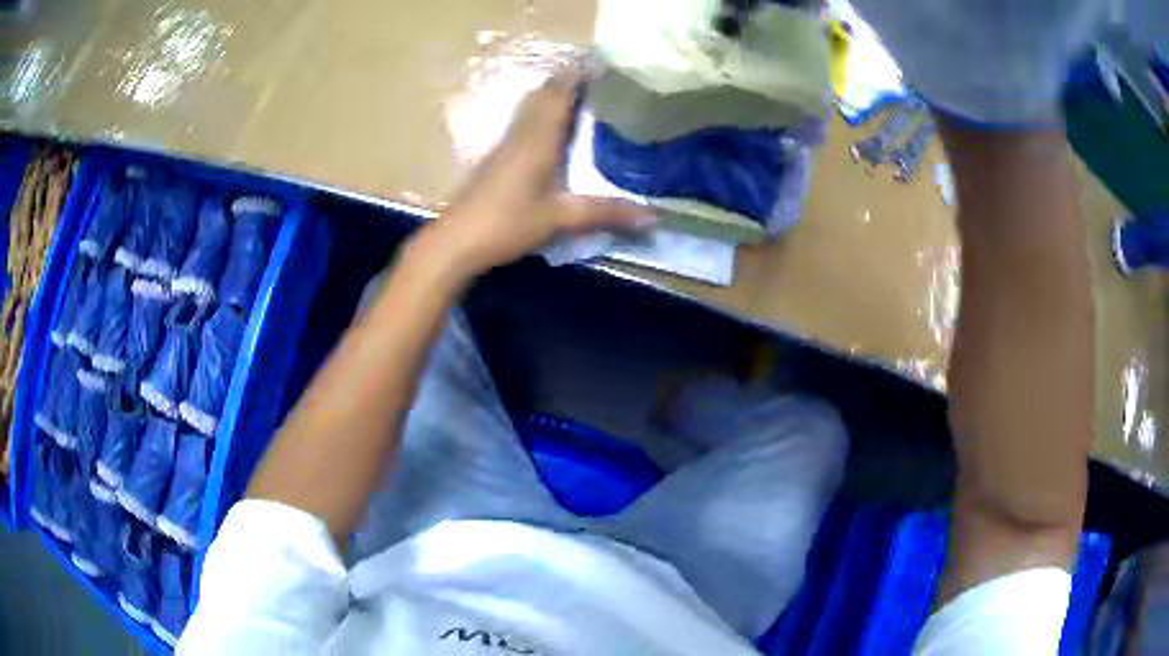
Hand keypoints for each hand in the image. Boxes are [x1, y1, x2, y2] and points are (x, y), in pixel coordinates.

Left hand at [413, 70, 652, 277]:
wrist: (456, 240)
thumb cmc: (507, 223)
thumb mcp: (560, 218)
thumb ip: (606, 213)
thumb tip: (654, 217)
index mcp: (538, 137)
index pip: (559, 92)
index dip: (578, 75)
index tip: (603, 66)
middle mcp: (521, 133)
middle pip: (543, 94)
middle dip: (568, 82)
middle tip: (600, 81)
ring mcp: (505, 144)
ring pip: (531, 108)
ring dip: (553, 97)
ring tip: (582, 98)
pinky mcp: (496, 158)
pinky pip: (523, 124)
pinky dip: (541, 116)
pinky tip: (552, 131)